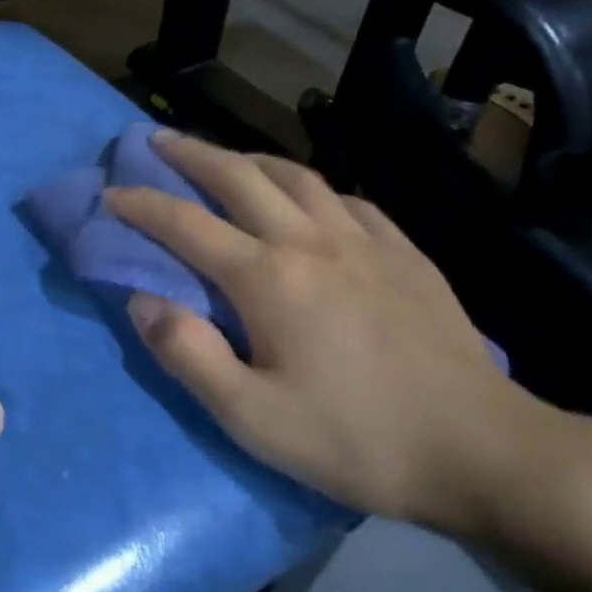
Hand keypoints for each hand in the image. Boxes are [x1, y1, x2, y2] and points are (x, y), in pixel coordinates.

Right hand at [104, 132, 580, 537]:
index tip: (109, 193)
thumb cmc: (357, 439)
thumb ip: (188, 355)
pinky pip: (348, 200)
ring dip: (250, 159)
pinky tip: (311, 200)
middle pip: (240, 177)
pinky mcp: (406, 255)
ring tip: (226, 159)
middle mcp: (312, 242)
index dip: (141, 205)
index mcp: (269, 278)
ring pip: (297, 176)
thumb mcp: (253, 418)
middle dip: (191, 155)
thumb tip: (141, 301)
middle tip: (157, 141)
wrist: (482, 450)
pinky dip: (313, 188)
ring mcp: (366, 242)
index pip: (186, 225)